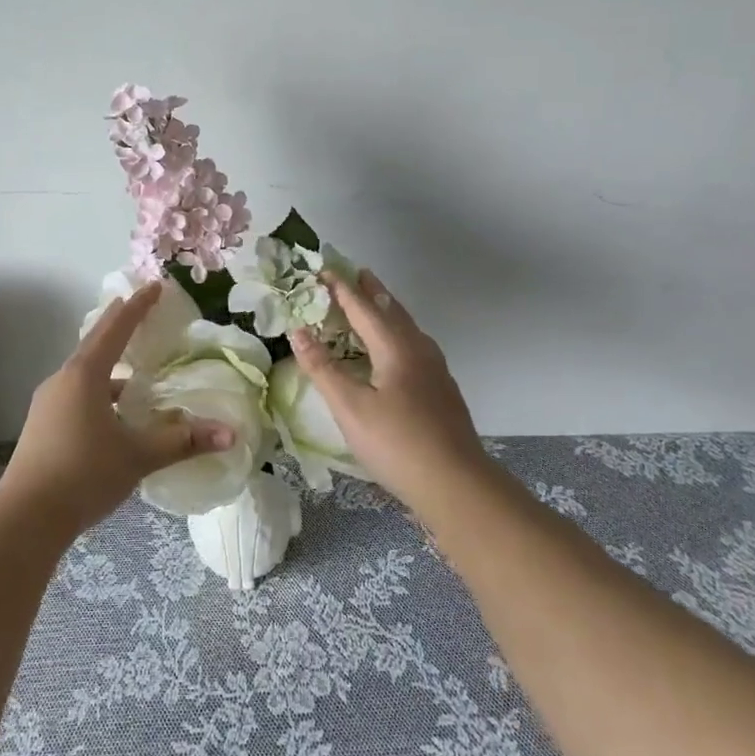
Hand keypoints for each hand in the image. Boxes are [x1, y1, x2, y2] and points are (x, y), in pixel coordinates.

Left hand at [0, 282, 234, 537]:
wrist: (25, 519)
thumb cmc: (84, 474)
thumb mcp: (138, 456)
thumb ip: (183, 441)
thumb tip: (230, 434)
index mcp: (85, 376)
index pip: (116, 329)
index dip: (138, 307)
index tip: (154, 286)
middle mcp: (63, 380)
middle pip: (95, 343)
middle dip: (118, 325)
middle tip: (137, 308)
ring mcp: (48, 403)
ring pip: (84, 371)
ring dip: (107, 363)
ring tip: (131, 367)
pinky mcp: (43, 425)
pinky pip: (76, 393)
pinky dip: (98, 391)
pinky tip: (113, 413)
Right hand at [289, 269, 490, 513]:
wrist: (457, 484)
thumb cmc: (397, 443)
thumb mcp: (350, 407)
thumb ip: (323, 368)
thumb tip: (297, 331)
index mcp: (395, 348)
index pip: (363, 308)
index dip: (342, 289)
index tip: (324, 270)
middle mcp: (419, 350)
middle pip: (392, 311)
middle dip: (373, 292)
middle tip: (358, 273)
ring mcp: (436, 371)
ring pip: (408, 329)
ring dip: (388, 312)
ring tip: (376, 305)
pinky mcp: (442, 391)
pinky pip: (415, 346)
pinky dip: (398, 334)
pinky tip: (397, 352)